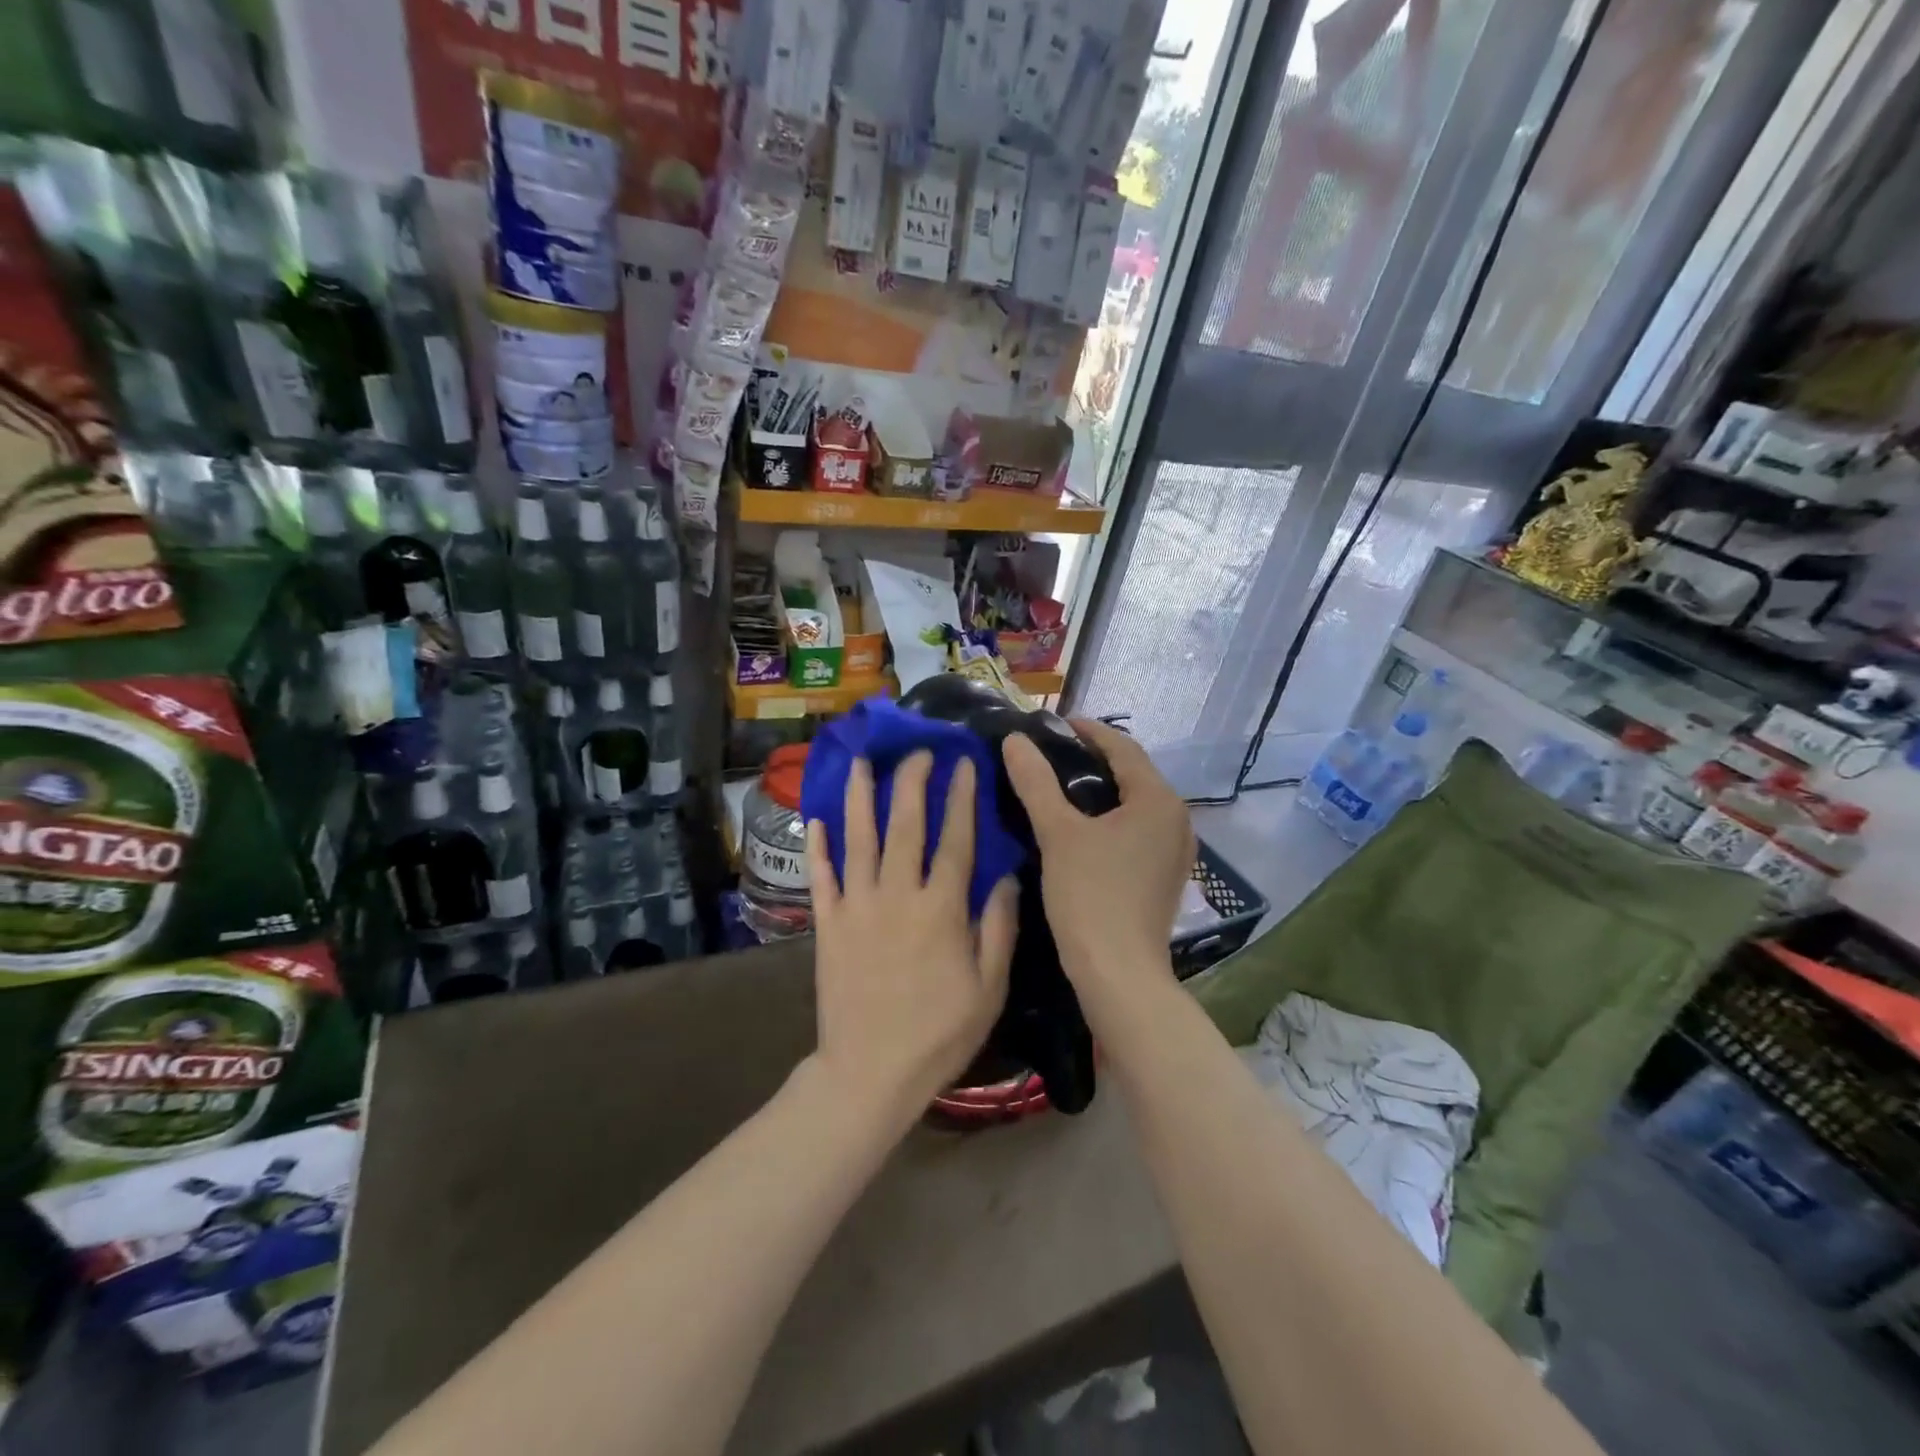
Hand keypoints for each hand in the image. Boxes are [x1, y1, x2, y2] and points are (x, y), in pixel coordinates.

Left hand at [806, 752, 1017, 1115]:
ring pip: (858, 839)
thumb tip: (1009, 876)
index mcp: (941, 908)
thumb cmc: (939, 1034)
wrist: (870, 1072)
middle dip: (911, 781)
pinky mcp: (827, 925)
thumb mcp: (989, 987)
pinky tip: (817, 819)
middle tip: (917, 749)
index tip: (962, 764)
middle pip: (905, 825)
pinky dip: (818, 847)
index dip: (960, 797)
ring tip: (861, 761)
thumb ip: (999, 927)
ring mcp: (856, 907)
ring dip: (859, 796)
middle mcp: (897, 895)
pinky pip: (821, 877)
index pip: (955, 839)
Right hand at [1002, 719, 1194, 1005]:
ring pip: (1137, 804)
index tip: (1055, 724)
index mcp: (1158, 800)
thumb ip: (1036, 782)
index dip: (1089, 731)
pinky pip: (1139, 830)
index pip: (1123, 748)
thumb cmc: (1090, 896)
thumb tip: (1015, 741)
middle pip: (1134, 774)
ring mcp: (1176, 851)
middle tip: (1053, 754)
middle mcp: (1177, 819)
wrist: (1119, 974)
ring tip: (1063, 787)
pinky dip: (1113, 819)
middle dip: (1095, 759)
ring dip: (1104, 790)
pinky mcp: (1166, 876)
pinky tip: (1084, 828)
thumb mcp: (1057, 833)